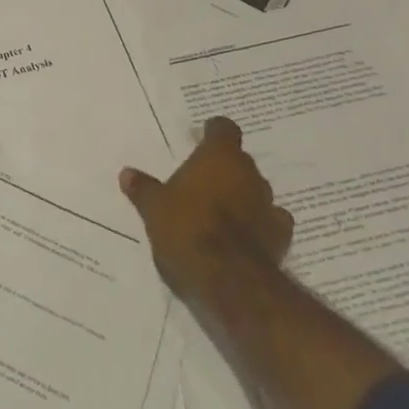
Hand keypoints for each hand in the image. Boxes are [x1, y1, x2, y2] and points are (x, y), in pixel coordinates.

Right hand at [120, 116, 293, 306]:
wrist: (230, 280)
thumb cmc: (188, 229)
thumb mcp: (154, 208)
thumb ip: (143, 189)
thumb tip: (127, 173)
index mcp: (219, 157)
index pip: (224, 128)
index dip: (214, 132)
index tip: (202, 138)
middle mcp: (249, 173)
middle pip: (240, 161)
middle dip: (223, 169)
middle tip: (201, 181)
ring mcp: (269, 205)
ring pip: (255, 190)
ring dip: (241, 196)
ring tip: (219, 211)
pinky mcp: (281, 237)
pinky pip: (270, 221)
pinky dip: (258, 224)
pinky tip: (244, 235)